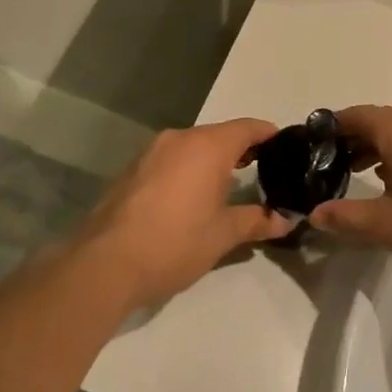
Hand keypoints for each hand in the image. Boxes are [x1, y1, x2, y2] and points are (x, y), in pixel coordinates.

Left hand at [72, 119, 291, 310]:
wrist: (106, 263)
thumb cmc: (175, 243)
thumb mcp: (223, 235)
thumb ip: (256, 221)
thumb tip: (284, 220)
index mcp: (207, 146)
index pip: (247, 128)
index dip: (269, 134)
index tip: (285, 147)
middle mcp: (179, 139)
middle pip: (218, 135)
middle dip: (241, 150)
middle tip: (263, 171)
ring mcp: (150, 152)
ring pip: (191, 147)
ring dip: (211, 161)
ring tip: (228, 186)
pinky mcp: (131, 170)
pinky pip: (170, 160)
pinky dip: (187, 170)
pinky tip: (190, 197)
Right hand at [308, 106, 391, 297]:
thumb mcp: (384, 225)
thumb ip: (345, 215)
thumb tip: (314, 214)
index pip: (361, 116)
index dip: (336, 125)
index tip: (315, 141)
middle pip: (384, 120)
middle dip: (357, 136)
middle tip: (332, 159)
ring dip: (381, 145)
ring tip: (358, 170)